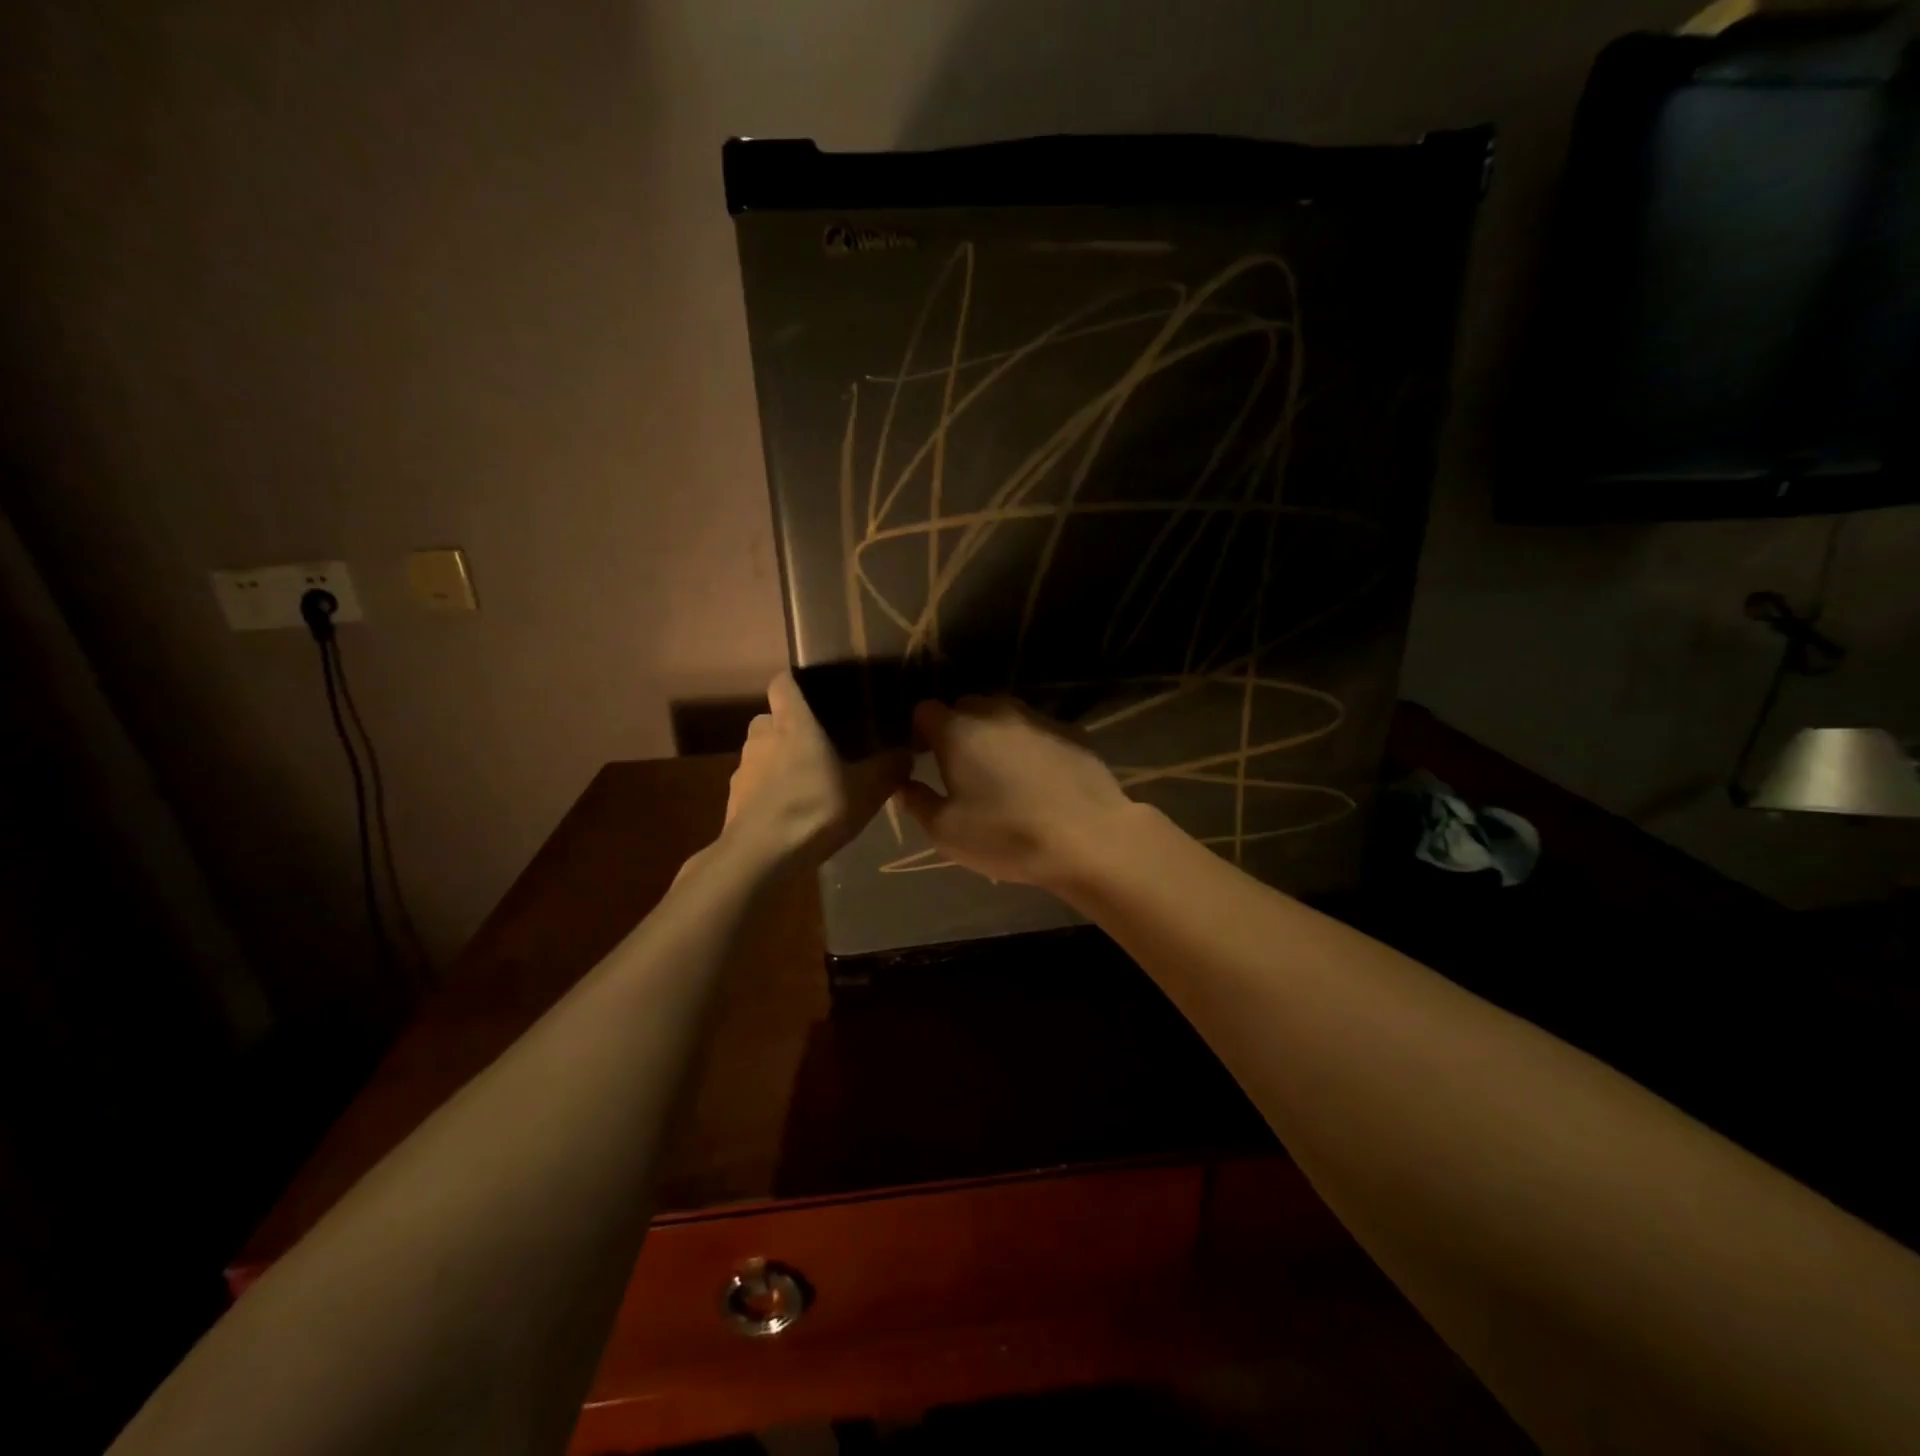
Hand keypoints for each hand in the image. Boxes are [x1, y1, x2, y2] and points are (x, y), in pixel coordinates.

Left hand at [724, 671, 908, 865]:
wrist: (760, 856)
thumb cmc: (815, 808)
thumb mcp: (867, 790)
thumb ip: (889, 768)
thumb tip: (906, 753)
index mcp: (792, 722)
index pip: (782, 682)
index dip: (796, 685)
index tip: (817, 697)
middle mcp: (761, 737)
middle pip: (771, 719)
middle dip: (790, 729)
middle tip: (819, 749)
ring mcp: (742, 769)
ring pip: (761, 753)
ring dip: (779, 763)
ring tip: (807, 785)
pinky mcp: (734, 800)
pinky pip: (754, 786)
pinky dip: (769, 793)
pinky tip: (791, 814)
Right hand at [895, 696, 1143, 889]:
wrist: (1089, 839)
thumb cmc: (1007, 835)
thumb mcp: (946, 832)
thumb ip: (917, 802)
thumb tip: (904, 783)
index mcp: (958, 731)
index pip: (924, 710)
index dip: (919, 733)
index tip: (923, 760)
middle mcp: (996, 712)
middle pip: (965, 706)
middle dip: (956, 729)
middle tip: (960, 768)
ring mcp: (1038, 718)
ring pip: (1002, 714)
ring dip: (993, 734)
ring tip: (1000, 772)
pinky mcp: (1071, 731)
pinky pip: (1036, 729)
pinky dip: (1028, 744)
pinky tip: (1038, 777)